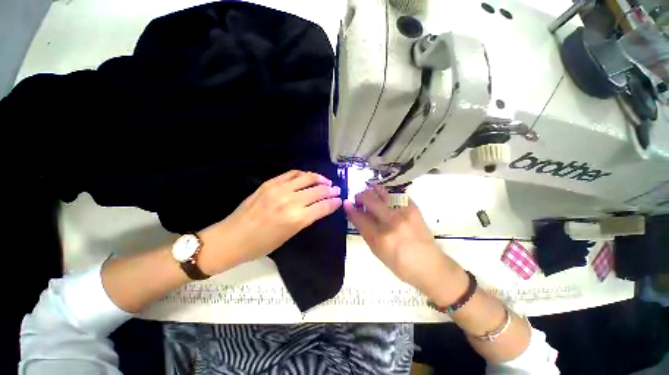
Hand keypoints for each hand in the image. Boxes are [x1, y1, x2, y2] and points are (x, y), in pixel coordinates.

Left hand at [198, 170, 341, 273]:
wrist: (231, 238)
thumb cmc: (261, 245)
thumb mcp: (288, 236)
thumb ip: (305, 219)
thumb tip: (318, 208)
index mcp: (296, 219)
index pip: (322, 207)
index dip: (333, 203)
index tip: (339, 200)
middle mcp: (290, 201)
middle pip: (317, 191)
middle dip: (330, 190)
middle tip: (337, 189)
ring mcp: (279, 189)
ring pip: (306, 178)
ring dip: (319, 178)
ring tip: (326, 181)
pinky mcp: (269, 184)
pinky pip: (291, 174)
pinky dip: (303, 174)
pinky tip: (308, 177)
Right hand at [344, 185, 463, 298]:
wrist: (429, 265)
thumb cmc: (400, 264)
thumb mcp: (377, 252)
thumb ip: (365, 231)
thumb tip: (356, 214)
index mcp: (380, 237)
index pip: (359, 217)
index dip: (350, 208)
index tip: (347, 203)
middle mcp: (391, 221)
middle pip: (370, 199)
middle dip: (360, 196)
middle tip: (359, 199)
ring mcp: (404, 212)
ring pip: (382, 192)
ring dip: (372, 191)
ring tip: (370, 193)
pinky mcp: (413, 207)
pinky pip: (395, 194)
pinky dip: (387, 194)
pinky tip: (385, 197)